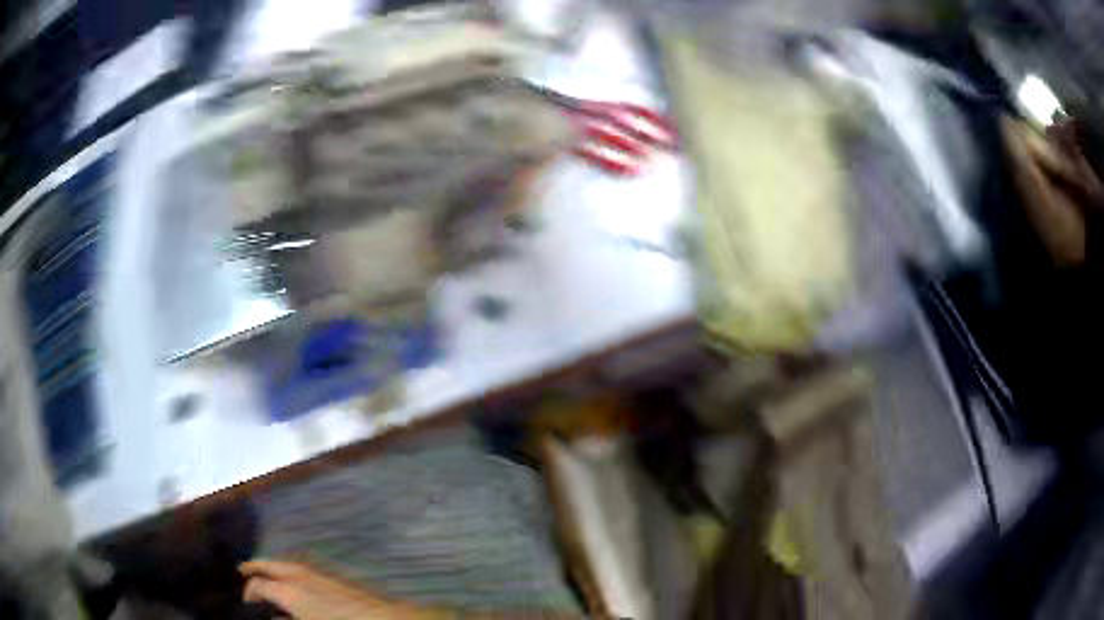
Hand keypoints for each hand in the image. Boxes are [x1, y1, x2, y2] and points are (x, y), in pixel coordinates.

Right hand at [240, 560, 432, 619]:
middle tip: (243, 572)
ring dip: (272, 567)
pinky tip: (292, 584)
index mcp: (288, 590)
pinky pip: (302, 569)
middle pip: (267, 564)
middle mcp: (299, 575)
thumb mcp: (303, 619)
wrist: (385, 619)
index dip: (248, 593)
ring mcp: (317, 572)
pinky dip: (290, 572)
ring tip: (264, 575)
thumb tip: (274, 614)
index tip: (246, 603)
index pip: (256, 585)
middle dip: (254, 567)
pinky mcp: (332, 576)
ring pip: (285, 564)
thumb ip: (285, 617)